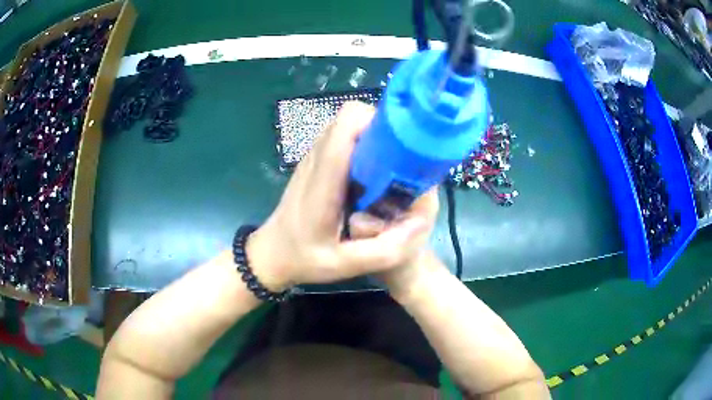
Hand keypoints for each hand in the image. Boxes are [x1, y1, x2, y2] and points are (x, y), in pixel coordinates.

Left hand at [246, 102, 436, 290]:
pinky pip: (342, 137)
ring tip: (389, 166)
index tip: (401, 145)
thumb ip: (383, 251)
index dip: (378, 123)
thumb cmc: (304, 259)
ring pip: (348, 125)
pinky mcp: (315, 161)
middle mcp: (317, 160)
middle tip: (401, 159)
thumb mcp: (345, 266)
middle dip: (382, 130)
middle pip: (351, 118)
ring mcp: (313, 157)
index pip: (346, 126)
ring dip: (373, 136)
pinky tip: (371, 174)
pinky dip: (362, 144)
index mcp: (323, 181)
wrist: (272, 253)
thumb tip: (419, 223)